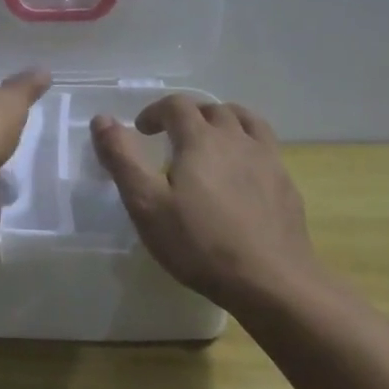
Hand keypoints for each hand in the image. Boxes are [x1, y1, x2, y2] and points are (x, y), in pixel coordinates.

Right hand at [91, 95, 315, 308]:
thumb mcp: (147, 204)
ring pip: (246, 122)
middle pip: (213, 110)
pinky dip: (248, 146)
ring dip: (224, 122)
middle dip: (188, 115)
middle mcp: (237, 139)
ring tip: (211, 141)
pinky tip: (242, 174)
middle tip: (172, 137)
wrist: (272, 282)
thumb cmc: (200, 243)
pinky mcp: (286, 185)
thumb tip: (102, 120)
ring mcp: (268, 160)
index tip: (142, 131)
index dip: (155, 112)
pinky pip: (266, 148)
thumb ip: (122, 158)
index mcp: (201, 139)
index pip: (176, 105)